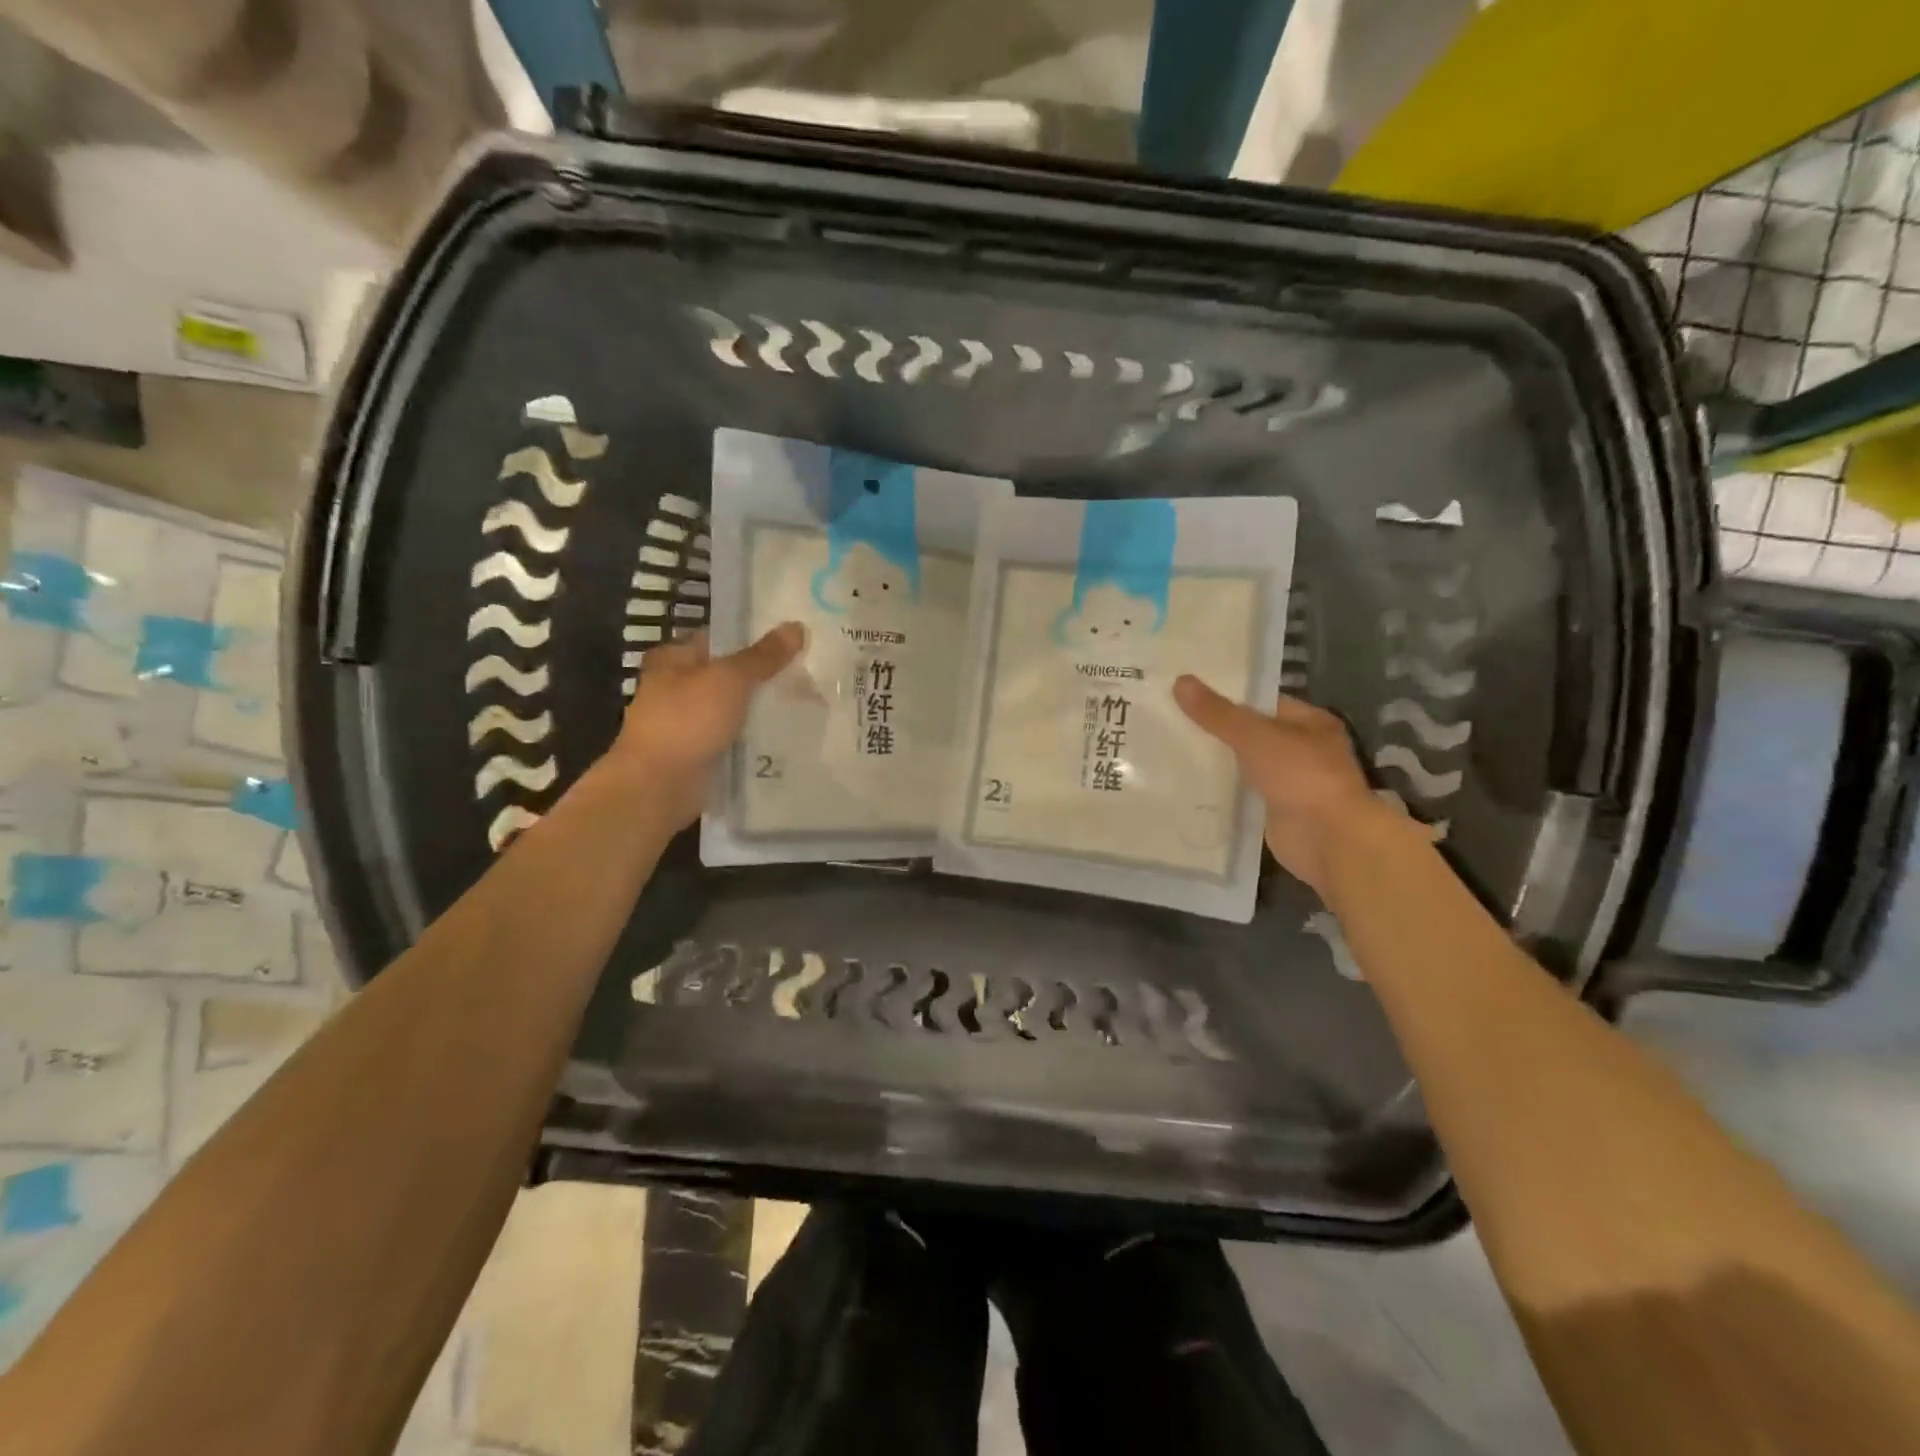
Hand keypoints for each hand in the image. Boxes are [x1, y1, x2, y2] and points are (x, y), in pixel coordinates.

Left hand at [606, 623, 804, 828]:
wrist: (659, 785)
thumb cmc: (687, 720)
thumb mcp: (730, 679)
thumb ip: (764, 656)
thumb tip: (797, 626)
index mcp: (674, 659)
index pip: (719, 638)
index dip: (754, 636)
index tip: (792, 640)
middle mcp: (677, 687)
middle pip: (729, 675)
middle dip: (764, 676)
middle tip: (808, 672)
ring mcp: (688, 723)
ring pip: (734, 708)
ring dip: (761, 709)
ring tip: (807, 703)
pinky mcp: (699, 753)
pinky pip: (734, 738)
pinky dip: (754, 738)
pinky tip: (787, 736)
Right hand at [1173, 676, 1387, 895]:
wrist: (1328, 839)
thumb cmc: (1301, 776)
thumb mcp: (1255, 736)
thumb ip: (1217, 713)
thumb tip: (1180, 681)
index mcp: (1310, 723)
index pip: (1263, 703)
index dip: (1229, 697)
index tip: (1190, 696)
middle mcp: (1304, 750)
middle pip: (1252, 734)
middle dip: (1217, 731)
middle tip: (1172, 721)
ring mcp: (1291, 784)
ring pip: (1245, 766)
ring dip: (1217, 763)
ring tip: (1171, 750)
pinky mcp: (1275, 812)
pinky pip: (1243, 795)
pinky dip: (1221, 792)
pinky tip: (1187, 786)